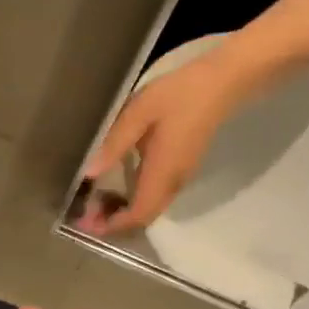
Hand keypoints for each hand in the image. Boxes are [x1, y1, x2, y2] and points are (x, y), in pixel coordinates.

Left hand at [77, 50, 247, 235]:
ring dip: (124, 212)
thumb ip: (114, 143)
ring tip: (95, 203)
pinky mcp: (182, 167)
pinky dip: (135, 200)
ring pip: (151, 207)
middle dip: (115, 223)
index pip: (139, 213)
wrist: (222, 84)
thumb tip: (89, 173)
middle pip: (145, 216)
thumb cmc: (179, 95)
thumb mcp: (139, 113)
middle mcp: (173, 181)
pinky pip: (157, 195)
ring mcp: (181, 175)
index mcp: (162, 172)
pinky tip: (117, 186)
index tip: (87, 224)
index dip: (113, 224)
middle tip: (86, 215)